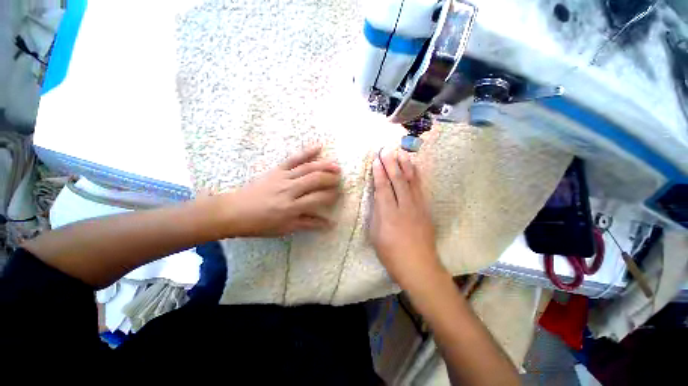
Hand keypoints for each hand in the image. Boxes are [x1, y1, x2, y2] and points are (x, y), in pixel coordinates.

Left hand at [222, 146, 341, 236]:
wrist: (234, 211)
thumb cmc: (261, 223)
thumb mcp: (286, 228)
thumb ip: (309, 223)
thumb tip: (329, 224)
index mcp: (291, 207)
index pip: (318, 198)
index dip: (331, 196)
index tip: (337, 195)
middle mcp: (290, 189)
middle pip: (316, 180)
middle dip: (331, 179)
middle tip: (340, 180)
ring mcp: (283, 177)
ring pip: (308, 168)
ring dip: (325, 166)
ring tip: (337, 166)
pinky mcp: (276, 170)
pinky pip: (293, 159)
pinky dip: (307, 152)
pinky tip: (318, 147)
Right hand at [369, 149, 444, 287]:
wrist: (419, 266)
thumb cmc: (391, 253)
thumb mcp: (376, 235)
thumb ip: (377, 213)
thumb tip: (378, 198)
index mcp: (389, 214)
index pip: (383, 188)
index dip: (379, 173)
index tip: (376, 160)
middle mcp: (404, 207)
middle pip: (397, 181)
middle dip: (391, 164)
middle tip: (387, 150)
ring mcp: (418, 207)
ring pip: (411, 182)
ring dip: (405, 166)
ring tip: (401, 153)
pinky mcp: (426, 210)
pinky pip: (420, 189)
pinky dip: (416, 176)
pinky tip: (414, 169)